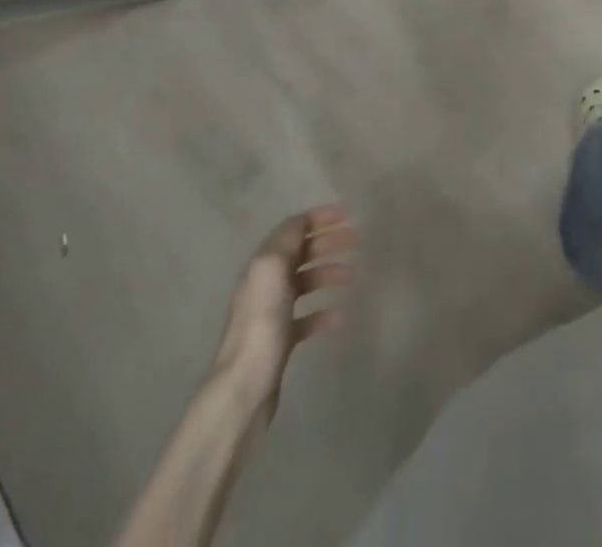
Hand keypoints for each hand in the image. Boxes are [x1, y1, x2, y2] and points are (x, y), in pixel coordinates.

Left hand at [213, 205, 358, 404]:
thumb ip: (288, 239)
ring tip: (353, 276)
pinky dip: (324, 312)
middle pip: (302, 253)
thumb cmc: (261, 322)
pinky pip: (307, 317)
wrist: (243, 387)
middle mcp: (266, 283)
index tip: (347, 215)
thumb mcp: (272, 268)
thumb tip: (302, 222)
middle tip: (358, 240)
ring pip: (306, 282)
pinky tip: (340, 316)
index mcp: (264, 263)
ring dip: (329, 273)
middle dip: (329, 242)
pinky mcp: (280, 340)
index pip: (293, 229)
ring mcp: (273, 312)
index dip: (319, 218)